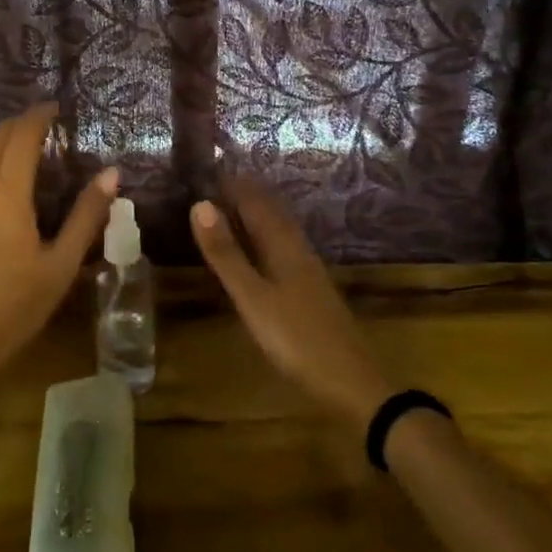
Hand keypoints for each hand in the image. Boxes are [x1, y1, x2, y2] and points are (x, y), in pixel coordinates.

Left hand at [0, 104, 119, 388]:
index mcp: (7, 196)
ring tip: (11, 144)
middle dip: (14, 126)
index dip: (37, 117)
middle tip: (36, 123)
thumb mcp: (62, 263)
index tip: (53, 106)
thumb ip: (87, 215)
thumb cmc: (17, 307)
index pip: (21, 139)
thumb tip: (112, 174)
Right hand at [191, 177, 393, 431]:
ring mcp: (307, 269)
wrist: (351, 382)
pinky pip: (283, 245)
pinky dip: (264, 235)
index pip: (254, 200)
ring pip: (279, 227)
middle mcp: (297, 248)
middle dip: (244, 193)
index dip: (232, 183)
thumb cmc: (296, 338)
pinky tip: (262, 249)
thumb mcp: (252, 297)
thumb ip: (226, 254)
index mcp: (282, 244)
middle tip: (214, 182)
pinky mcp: (311, 289)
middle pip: (270, 210)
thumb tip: (200, 204)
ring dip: (256, 212)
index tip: (206, 169)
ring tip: (231, 206)